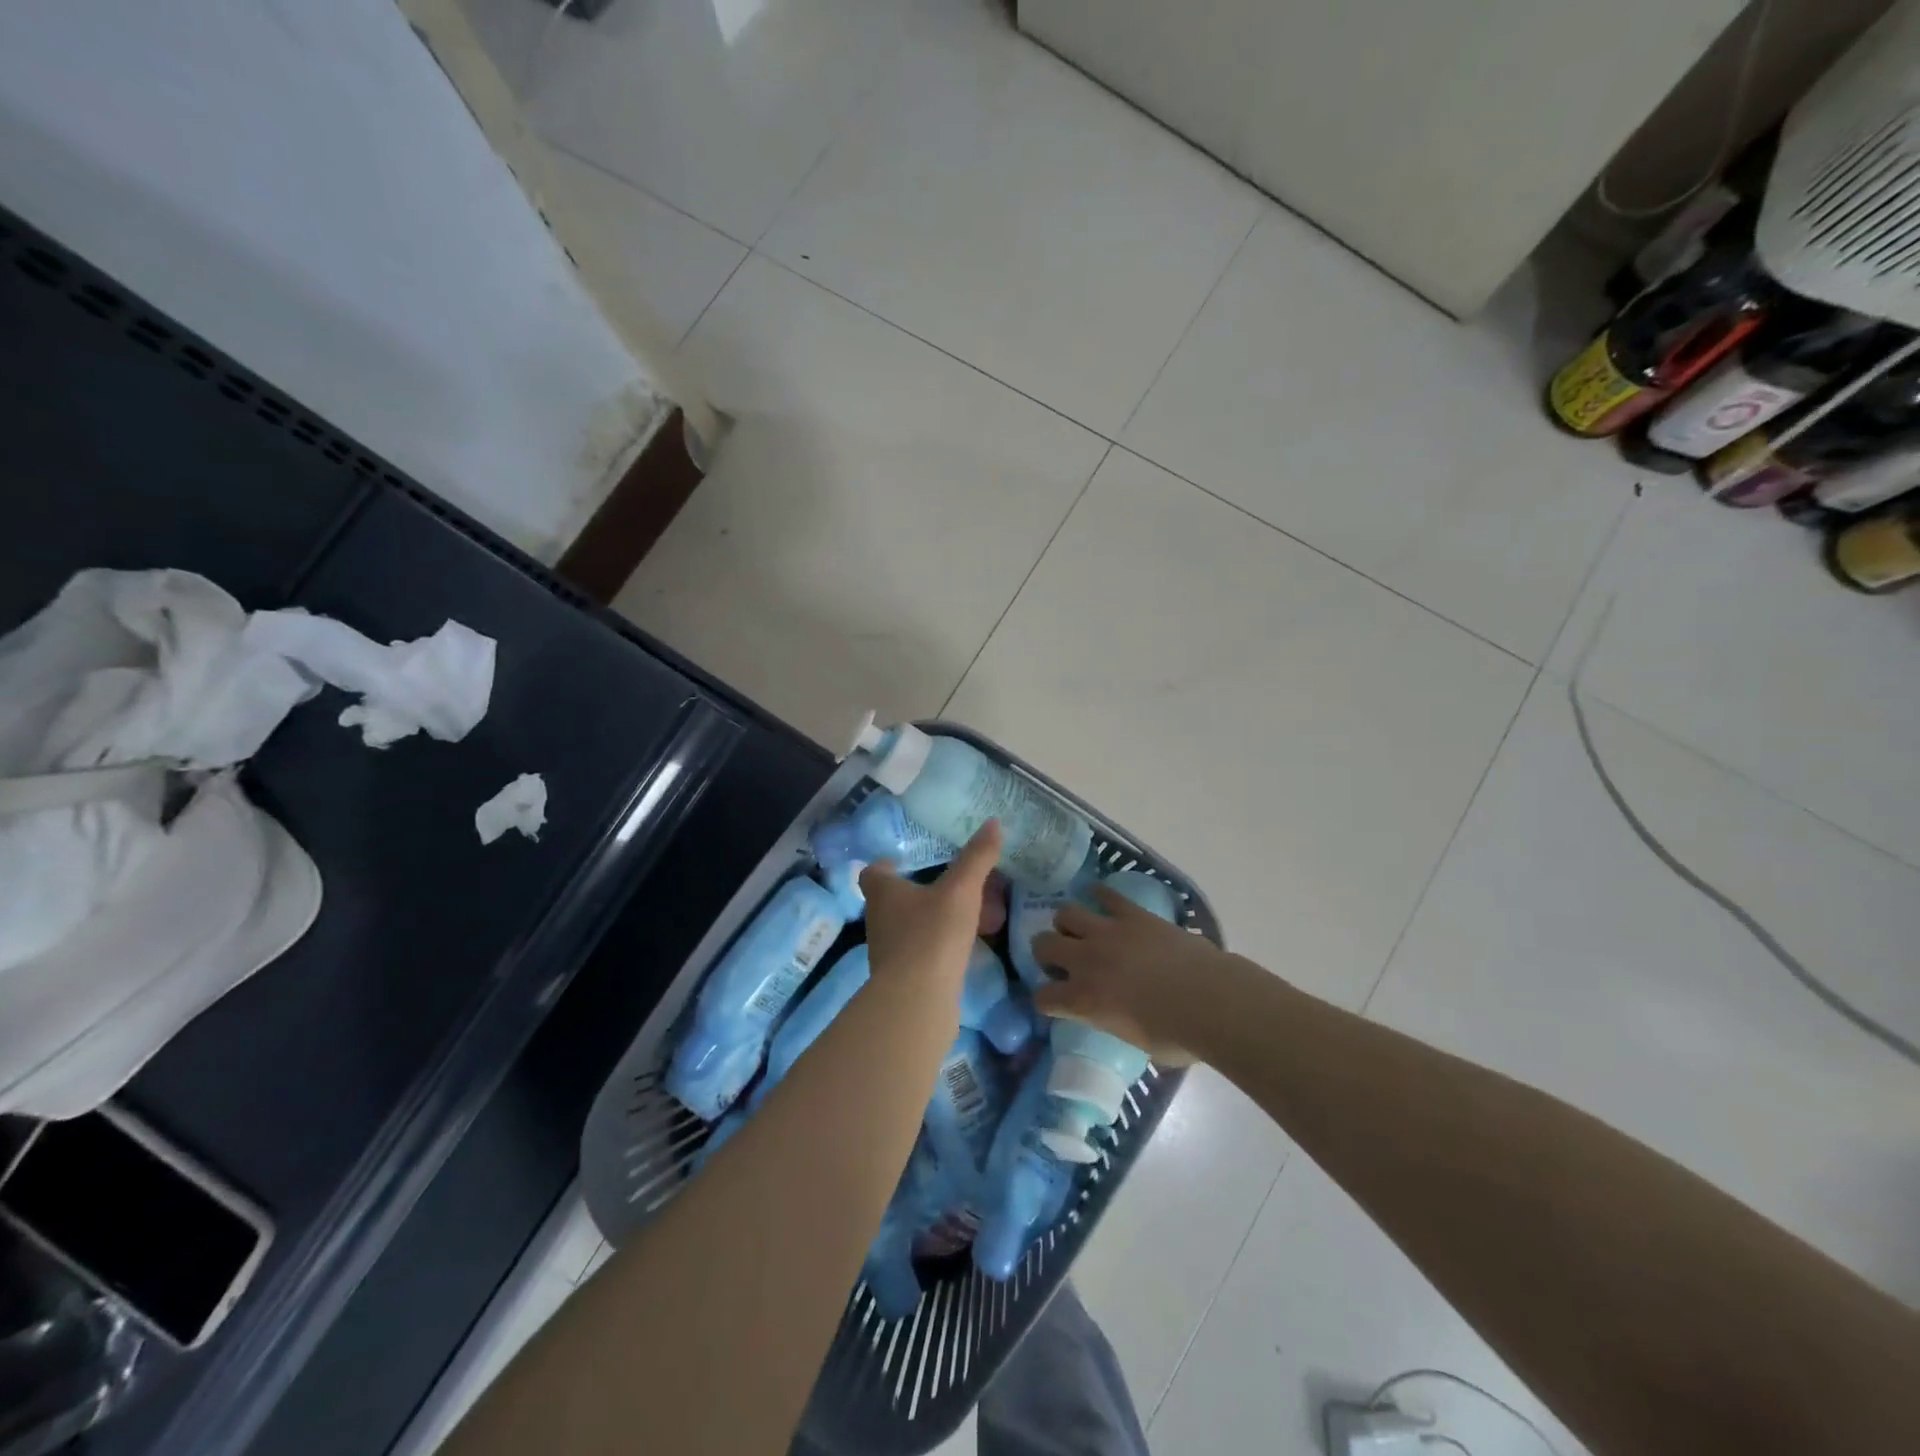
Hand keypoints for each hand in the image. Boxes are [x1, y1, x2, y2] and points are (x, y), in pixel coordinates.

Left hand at [860, 822, 1002, 985]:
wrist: (917, 1001)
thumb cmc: (932, 934)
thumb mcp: (961, 890)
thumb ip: (976, 858)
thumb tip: (992, 823)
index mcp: (883, 892)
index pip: (874, 872)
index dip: (888, 865)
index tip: (908, 861)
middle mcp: (879, 920)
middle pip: (894, 899)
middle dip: (920, 892)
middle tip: (952, 885)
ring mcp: (888, 952)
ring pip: (910, 927)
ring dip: (933, 920)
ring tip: (968, 915)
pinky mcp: (903, 979)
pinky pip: (922, 953)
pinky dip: (940, 946)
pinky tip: (966, 947)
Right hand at [1031, 886, 1235, 1063]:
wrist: (1212, 1001)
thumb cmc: (1179, 1036)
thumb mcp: (1135, 1041)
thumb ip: (1114, 1021)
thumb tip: (1116, 1014)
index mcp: (1083, 1001)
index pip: (1042, 997)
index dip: (1046, 1000)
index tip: (1056, 1001)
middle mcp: (1086, 961)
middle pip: (1042, 944)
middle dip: (1046, 952)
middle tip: (1064, 960)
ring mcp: (1107, 932)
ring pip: (1066, 913)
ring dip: (1068, 923)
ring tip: (1081, 930)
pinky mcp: (1132, 914)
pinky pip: (1106, 894)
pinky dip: (1100, 895)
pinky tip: (1101, 899)